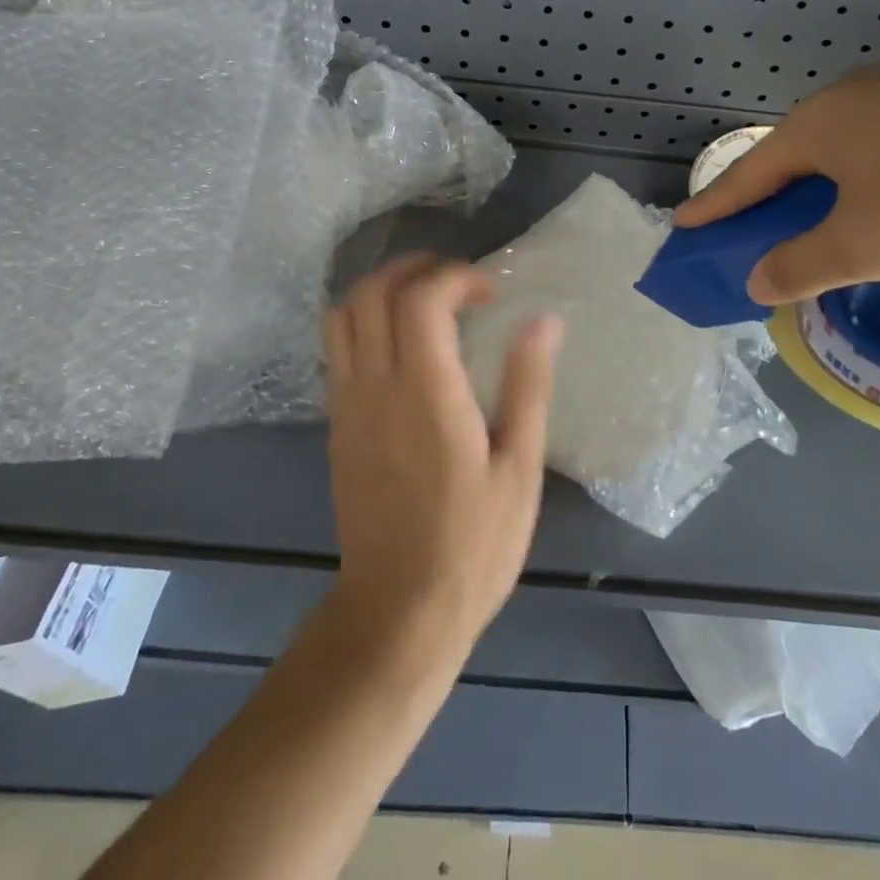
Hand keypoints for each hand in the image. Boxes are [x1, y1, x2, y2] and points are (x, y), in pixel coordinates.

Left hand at [323, 253, 563, 665]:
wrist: (399, 611)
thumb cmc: (474, 544)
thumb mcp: (519, 468)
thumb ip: (528, 386)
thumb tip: (543, 320)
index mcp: (426, 393)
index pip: (421, 299)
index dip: (455, 277)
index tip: (490, 293)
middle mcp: (376, 387)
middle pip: (370, 294)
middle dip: (411, 268)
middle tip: (454, 280)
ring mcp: (347, 405)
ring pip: (342, 316)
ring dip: (379, 289)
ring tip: (423, 298)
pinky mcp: (337, 426)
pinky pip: (337, 349)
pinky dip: (364, 321)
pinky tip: (401, 343)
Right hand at [672, 31, 879, 302]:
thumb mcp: (868, 243)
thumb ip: (803, 264)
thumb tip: (755, 279)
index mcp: (815, 129)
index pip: (746, 175)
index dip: (713, 206)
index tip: (682, 224)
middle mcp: (849, 98)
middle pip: (793, 156)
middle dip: (771, 197)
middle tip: (760, 229)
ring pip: (846, 144)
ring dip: (827, 184)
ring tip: (835, 217)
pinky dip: (875, 171)